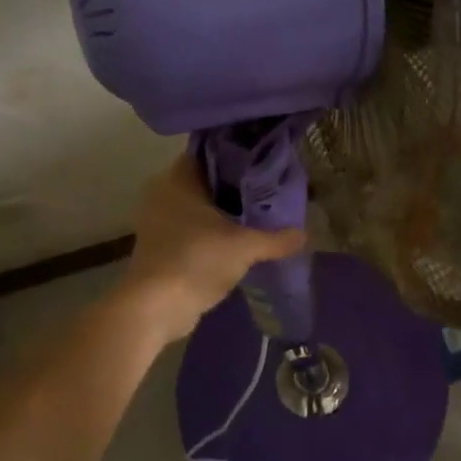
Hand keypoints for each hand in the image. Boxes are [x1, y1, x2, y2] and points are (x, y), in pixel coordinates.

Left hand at [117, 154, 307, 344]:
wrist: (155, 308)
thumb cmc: (196, 260)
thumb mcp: (245, 247)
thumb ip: (276, 239)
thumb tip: (305, 235)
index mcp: (178, 179)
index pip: (210, 152)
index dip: (238, 154)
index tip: (264, 160)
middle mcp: (164, 193)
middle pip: (207, 180)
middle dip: (236, 185)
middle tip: (270, 188)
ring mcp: (159, 221)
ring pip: (199, 206)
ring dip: (225, 211)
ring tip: (261, 213)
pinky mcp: (161, 246)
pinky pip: (193, 228)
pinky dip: (214, 231)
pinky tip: (240, 239)